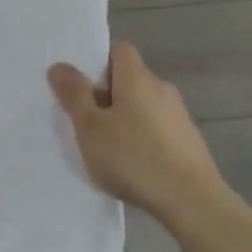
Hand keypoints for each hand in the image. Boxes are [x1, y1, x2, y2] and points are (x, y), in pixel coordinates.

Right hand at [49, 41, 227, 219]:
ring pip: (143, 105)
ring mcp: (179, 115)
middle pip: (130, 78)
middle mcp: (162, 88)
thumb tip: (60, 65)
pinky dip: (142, 137)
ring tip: (106, 146)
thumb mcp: (90, 127)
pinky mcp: (189, 141)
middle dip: (107, 93)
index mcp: (137, 77)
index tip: (80, 82)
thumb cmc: (133, 157)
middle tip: (84, 118)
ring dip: (125, 118)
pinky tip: (132, 164)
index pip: (119, 49)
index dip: (98, 60)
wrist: (192, 201)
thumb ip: (74, 94)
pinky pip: (157, 128)